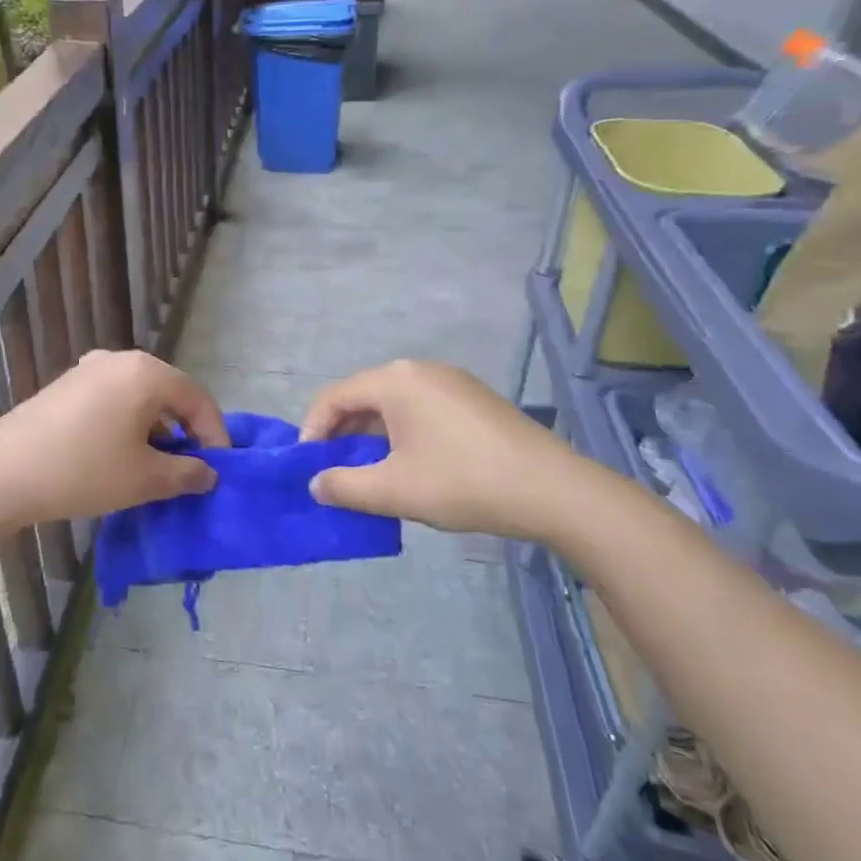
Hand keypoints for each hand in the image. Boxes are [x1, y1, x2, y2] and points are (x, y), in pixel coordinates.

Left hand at [0, 350, 229, 528]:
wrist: (1, 475)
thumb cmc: (83, 471)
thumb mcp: (145, 479)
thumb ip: (187, 473)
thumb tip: (209, 473)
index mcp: (146, 372)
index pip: (198, 399)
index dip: (215, 436)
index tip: (219, 471)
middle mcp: (119, 360)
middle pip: (169, 393)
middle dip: (185, 431)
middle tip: (192, 469)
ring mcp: (88, 369)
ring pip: (139, 397)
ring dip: (156, 430)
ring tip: (157, 468)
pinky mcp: (65, 386)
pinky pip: (112, 400)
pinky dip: (128, 424)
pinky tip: (120, 455)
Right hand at [300, 359, 609, 540]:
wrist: (553, 490)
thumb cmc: (463, 483)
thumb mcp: (393, 490)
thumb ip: (344, 486)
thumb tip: (315, 484)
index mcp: (394, 381)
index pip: (333, 397)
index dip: (312, 430)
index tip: (308, 467)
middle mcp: (419, 370)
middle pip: (362, 396)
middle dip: (341, 433)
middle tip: (334, 470)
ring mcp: (451, 382)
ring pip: (393, 404)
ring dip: (371, 435)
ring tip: (369, 472)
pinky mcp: (473, 399)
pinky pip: (421, 409)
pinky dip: (401, 432)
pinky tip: (410, 465)